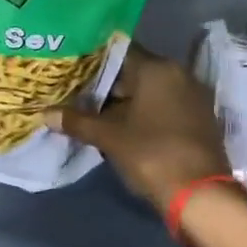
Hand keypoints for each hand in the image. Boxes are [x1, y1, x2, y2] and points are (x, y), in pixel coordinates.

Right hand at [48, 47, 229, 211]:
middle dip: (106, 84)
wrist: (200, 195)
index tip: (71, 69)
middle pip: (135, 71)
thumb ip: (77, 122)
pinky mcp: (199, 119)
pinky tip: (121, 126)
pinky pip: (164, 106)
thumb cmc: (151, 154)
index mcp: (157, 68)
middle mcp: (179, 74)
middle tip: (76, 92)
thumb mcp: (108, 137)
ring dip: (124, 100)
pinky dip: (143, 113)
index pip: (119, 52)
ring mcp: (192, 97)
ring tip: (93, 110)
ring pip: (150, 91)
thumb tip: (45, 113)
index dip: (92, 61)